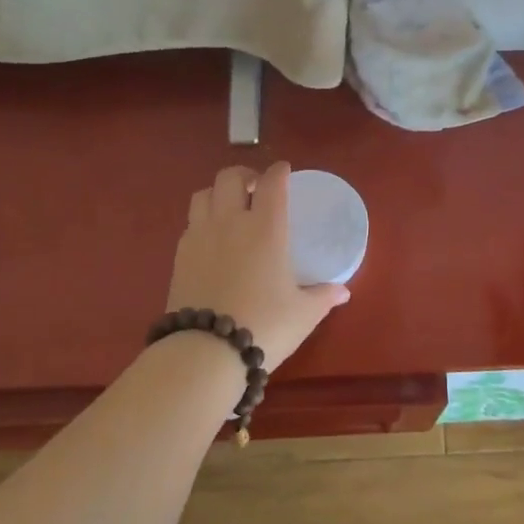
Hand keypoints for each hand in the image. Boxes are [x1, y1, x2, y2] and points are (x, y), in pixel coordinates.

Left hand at [165, 162, 350, 368]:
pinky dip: (202, 220)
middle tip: (256, 188)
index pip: (272, 182)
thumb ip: (324, 296)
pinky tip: (212, 239)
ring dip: (218, 193)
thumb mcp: (303, 313)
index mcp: (266, 227)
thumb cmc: (264, 326)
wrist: (205, 352)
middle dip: (245, 175)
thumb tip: (343, 291)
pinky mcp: (179, 256)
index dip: (279, 171)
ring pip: (204, 194)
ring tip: (230, 208)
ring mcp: (200, 236)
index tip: (284, 171)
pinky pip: (190, 223)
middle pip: (230, 177)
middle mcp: (231, 221)